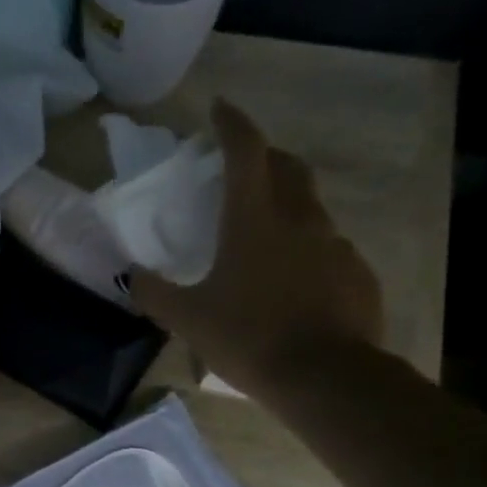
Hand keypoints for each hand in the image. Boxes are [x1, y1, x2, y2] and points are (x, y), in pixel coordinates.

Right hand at [129, 99, 383, 400]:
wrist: (326, 378)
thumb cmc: (249, 339)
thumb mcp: (188, 320)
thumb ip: (154, 294)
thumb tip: (129, 277)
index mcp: (253, 220)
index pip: (245, 150)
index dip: (231, 123)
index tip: (219, 108)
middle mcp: (299, 219)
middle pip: (287, 167)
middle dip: (266, 157)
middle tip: (244, 169)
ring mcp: (335, 244)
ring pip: (310, 208)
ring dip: (287, 206)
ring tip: (265, 237)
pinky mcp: (357, 273)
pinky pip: (329, 248)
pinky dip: (308, 250)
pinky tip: (294, 284)